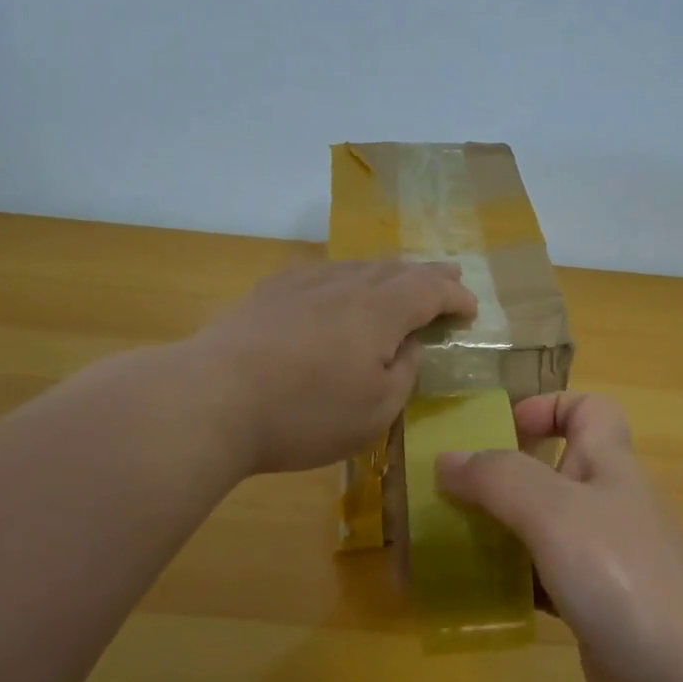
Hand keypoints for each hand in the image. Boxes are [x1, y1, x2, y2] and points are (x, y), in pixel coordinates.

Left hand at [190, 259, 476, 474]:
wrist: (211, 399)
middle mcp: (346, 284)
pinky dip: (347, 278)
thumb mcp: (376, 410)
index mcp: (380, 310)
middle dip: (429, 274)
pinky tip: (339, 287)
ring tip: (401, 279)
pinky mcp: (268, 293)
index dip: (455, 297)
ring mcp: (303, 283)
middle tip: (450, 276)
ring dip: (388, 273)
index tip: (471, 310)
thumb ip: (404, 374)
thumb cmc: (305, 413)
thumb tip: (407, 347)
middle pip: (397, 270)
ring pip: (358, 267)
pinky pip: (322, 273)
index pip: (430, 290)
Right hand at [436, 393, 682, 681]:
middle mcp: (607, 504)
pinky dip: (509, 581)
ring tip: (443, 546)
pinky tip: (474, 595)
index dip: (546, 407)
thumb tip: (447, 459)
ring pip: (540, 529)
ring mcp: (603, 559)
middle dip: (498, 478)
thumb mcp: (556, 512)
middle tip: (445, 497)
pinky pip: (541, 579)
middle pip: (552, 471)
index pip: (588, 410)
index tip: (496, 432)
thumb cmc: (624, 576)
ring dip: (496, 532)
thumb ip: (499, 479)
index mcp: (609, 465)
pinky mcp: (593, 607)